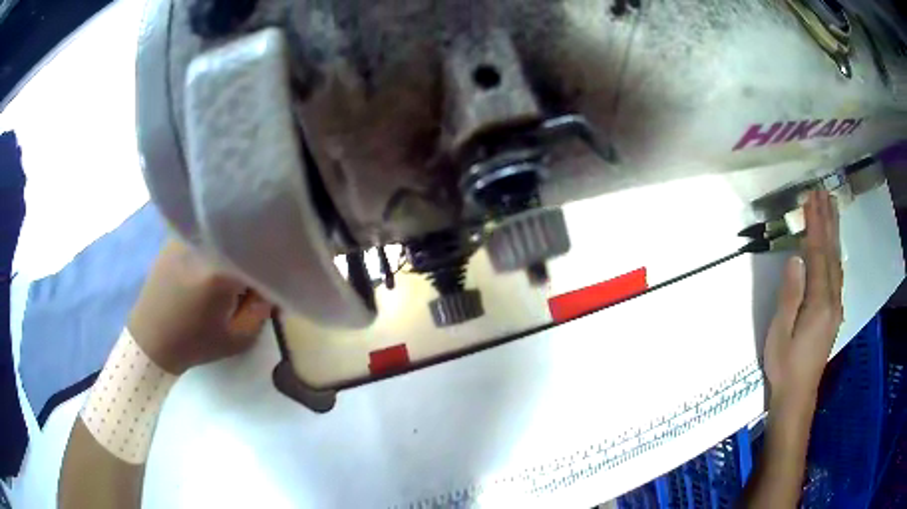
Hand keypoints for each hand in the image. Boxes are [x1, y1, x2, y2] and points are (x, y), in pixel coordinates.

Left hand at [127, 239, 273, 374]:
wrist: (150, 339)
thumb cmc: (195, 343)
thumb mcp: (238, 339)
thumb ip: (263, 309)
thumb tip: (273, 284)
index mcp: (219, 271)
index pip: (261, 254)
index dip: (272, 267)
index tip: (273, 282)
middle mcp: (202, 243)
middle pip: (243, 238)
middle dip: (253, 255)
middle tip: (252, 280)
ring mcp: (186, 236)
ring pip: (223, 232)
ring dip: (233, 248)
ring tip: (229, 272)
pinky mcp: (175, 237)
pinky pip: (205, 233)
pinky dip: (215, 244)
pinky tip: (209, 265)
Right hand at [763, 190, 843, 406]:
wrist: (797, 395)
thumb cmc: (784, 365)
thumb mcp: (781, 332)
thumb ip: (790, 295)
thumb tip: (796, 258)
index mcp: (820, 303)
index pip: (819, 255)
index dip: (815, 225)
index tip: (810, 198)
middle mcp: (833, 300)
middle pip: (832, 253)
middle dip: (828, 222)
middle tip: (825, 193)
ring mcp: (836, 306)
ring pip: (838, 262)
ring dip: (834, 233)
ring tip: (832, 209)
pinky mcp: (834, 313)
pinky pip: (837, 274)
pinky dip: (835, 253)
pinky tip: (835, 246)